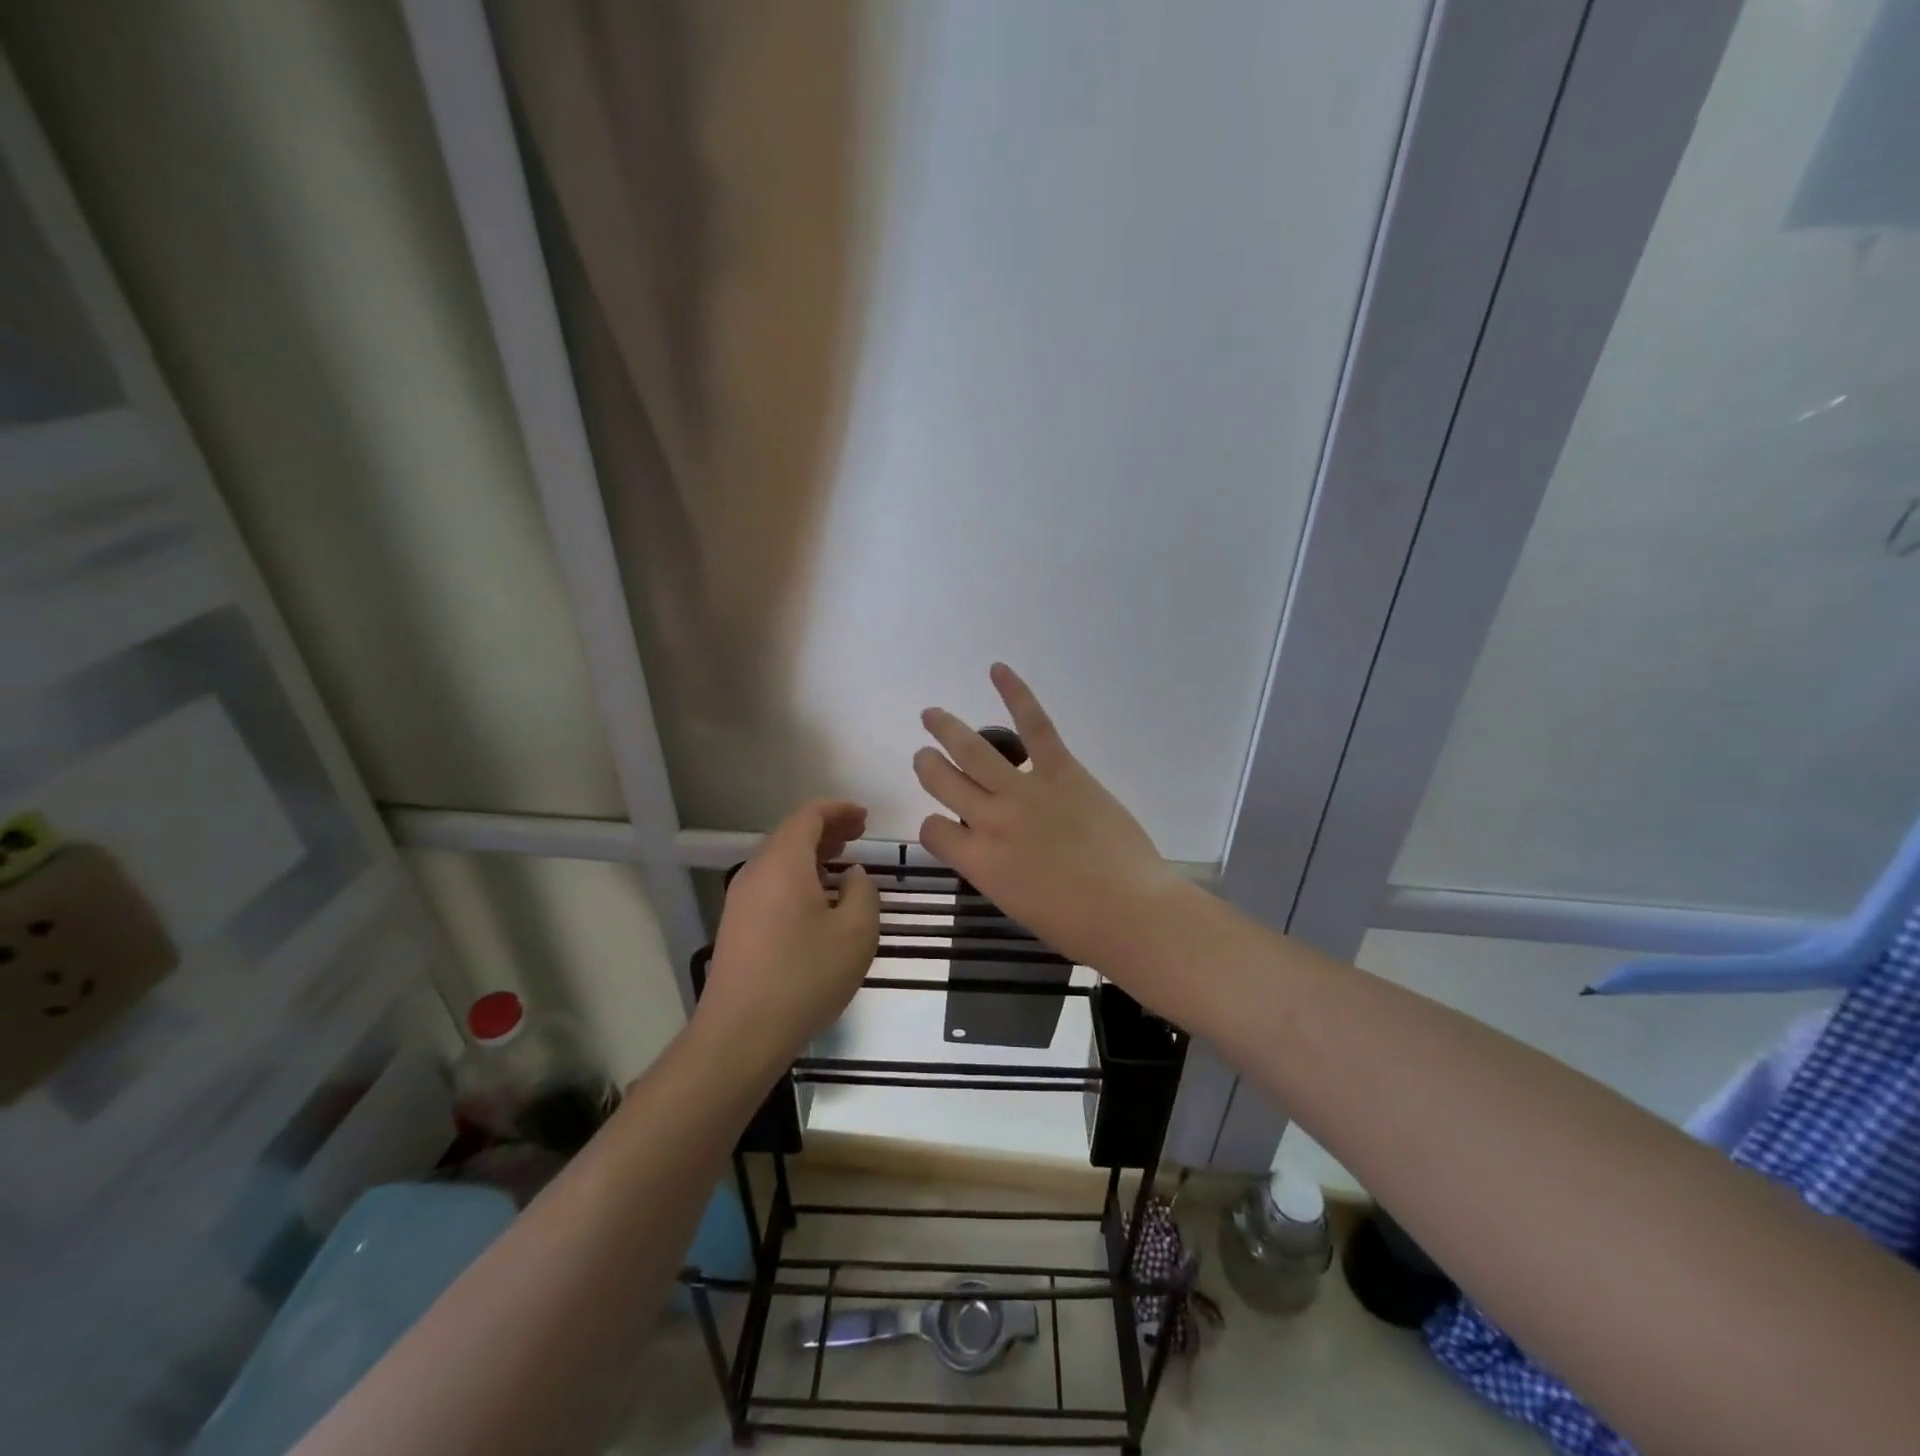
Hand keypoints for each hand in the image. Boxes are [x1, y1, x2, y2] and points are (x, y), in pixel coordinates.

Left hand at [696, 800, 879, 1077]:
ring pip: (780, 861)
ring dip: (812, 856)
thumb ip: (863, 892)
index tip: (865, 817)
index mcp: (783, 863)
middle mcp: (756, 872)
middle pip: (791, 836)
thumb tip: (852, 876)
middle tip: (859, 835)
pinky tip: (818, 901)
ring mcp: (741, 901)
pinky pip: (771, 885)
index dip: (839, 810)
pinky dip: (798, 878)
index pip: (809, 817)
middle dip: (827, 830)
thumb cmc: (805, 976)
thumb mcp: (856, 932)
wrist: (741, 1033)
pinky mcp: (737, 926)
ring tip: (843, 863)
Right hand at [913, 664, 1182, 973]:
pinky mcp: (1061, 771)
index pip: (933, 830)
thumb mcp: (1017, 906)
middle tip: (925, 755)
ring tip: (933, 715)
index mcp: (977, 862)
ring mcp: (1024, 791)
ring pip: (972, 750)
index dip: (935, 825)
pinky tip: (998, 670)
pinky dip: (1016, 694)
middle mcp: (989, 820)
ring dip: (947, 728)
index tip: (948, 825)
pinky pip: (1034, 725)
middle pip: (941, 781)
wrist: (1129, 912)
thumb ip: (995, 871)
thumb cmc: (1076, 926)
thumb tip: (994, 851)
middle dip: (928, 765)